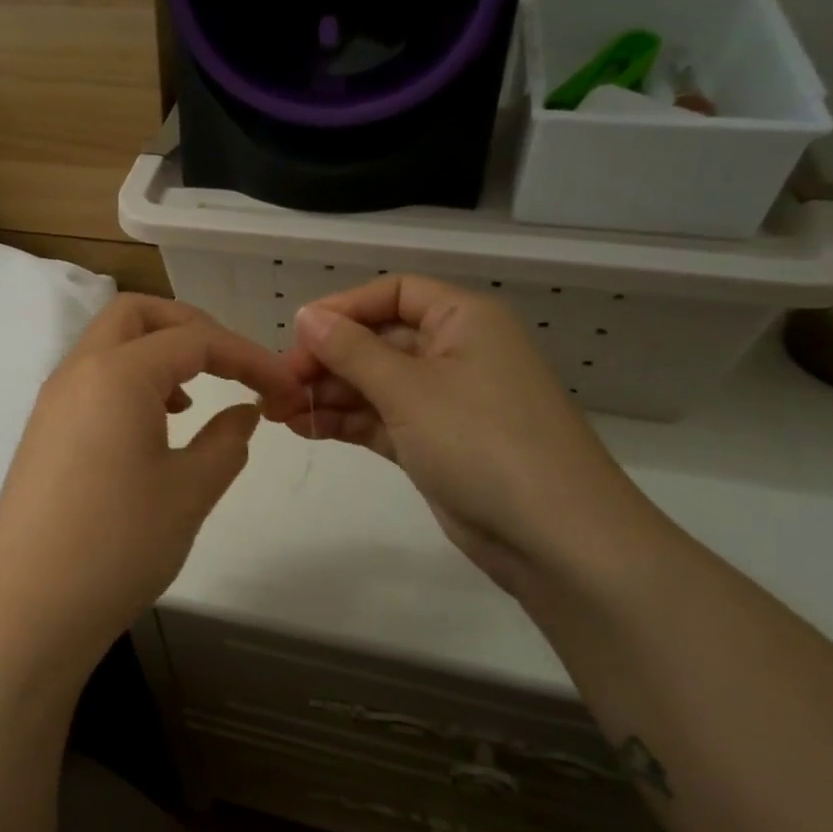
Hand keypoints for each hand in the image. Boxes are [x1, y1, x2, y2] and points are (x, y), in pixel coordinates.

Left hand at [0, 295, 302, 684]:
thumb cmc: (117, 545)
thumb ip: (227, 441)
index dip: (248, 356)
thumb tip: (244, 412)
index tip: (284, 388)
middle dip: (191, 327)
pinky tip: (154, 432)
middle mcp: (78, 372)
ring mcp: (53, 403)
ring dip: (157, 355)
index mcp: (117, 373)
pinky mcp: (43, 435)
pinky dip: (131, 385)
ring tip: (193, 403)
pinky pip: (92, 383)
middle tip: (230, 366)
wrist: (27, 612)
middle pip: (137, 315)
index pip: (195, 339)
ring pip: (110, 346)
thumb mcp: (189, 492)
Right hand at [271, 275, 670, 597]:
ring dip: (328, 394)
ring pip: (376, 384)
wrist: (555, 538)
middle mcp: (456, 352)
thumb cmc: (482, 441)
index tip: (296, 334)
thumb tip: (306, 315)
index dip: (342, 308)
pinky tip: (305, 428)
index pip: (394, 293)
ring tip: (277, 411)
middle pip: (379, 340)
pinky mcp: (436, 443)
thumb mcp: (409, 388)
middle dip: (327, 359)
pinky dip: (346, 422)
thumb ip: (351, 350)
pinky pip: (382, 419)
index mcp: (463, 320)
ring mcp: (446, 401)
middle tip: (277, 385)